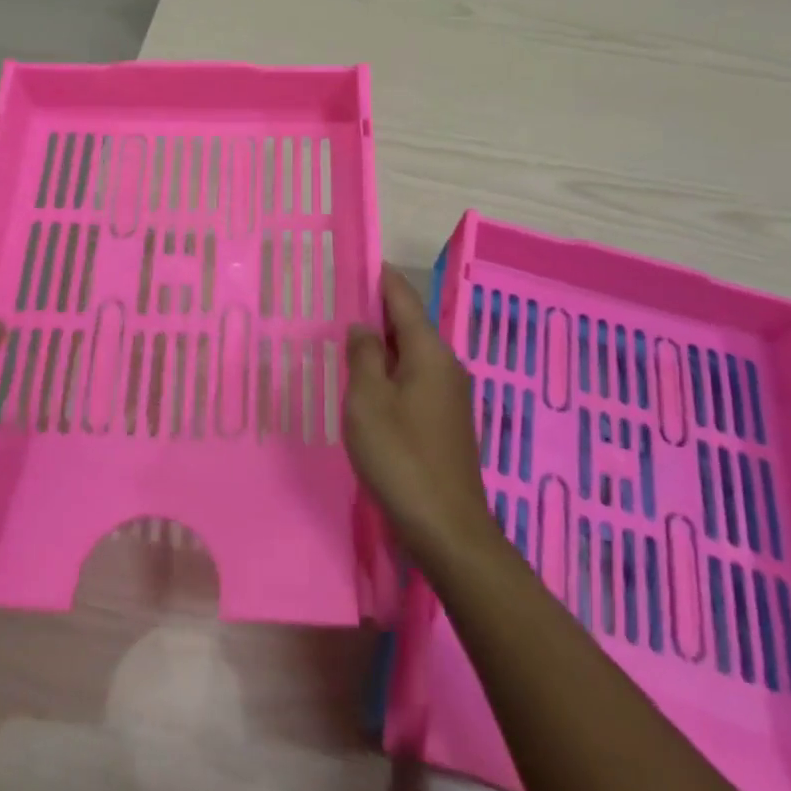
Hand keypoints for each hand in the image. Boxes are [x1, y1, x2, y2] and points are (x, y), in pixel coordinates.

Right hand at [344, 266, 500, 572]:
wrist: (447, 530)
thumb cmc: (401, 457)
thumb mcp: (368, 401)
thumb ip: (364, 356)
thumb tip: (363, 326)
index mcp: (429, 353)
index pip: (404, 299)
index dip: (382, 278)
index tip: (360, 260)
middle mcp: (446, 366)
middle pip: (409, 325)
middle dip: (378, 312)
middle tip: (340, 302)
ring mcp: (449, 396)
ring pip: (411, 355)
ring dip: (382, 346)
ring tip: (347, 340)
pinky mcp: (445, 423)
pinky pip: (414, 381)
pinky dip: (391, 373)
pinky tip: (368, 386)